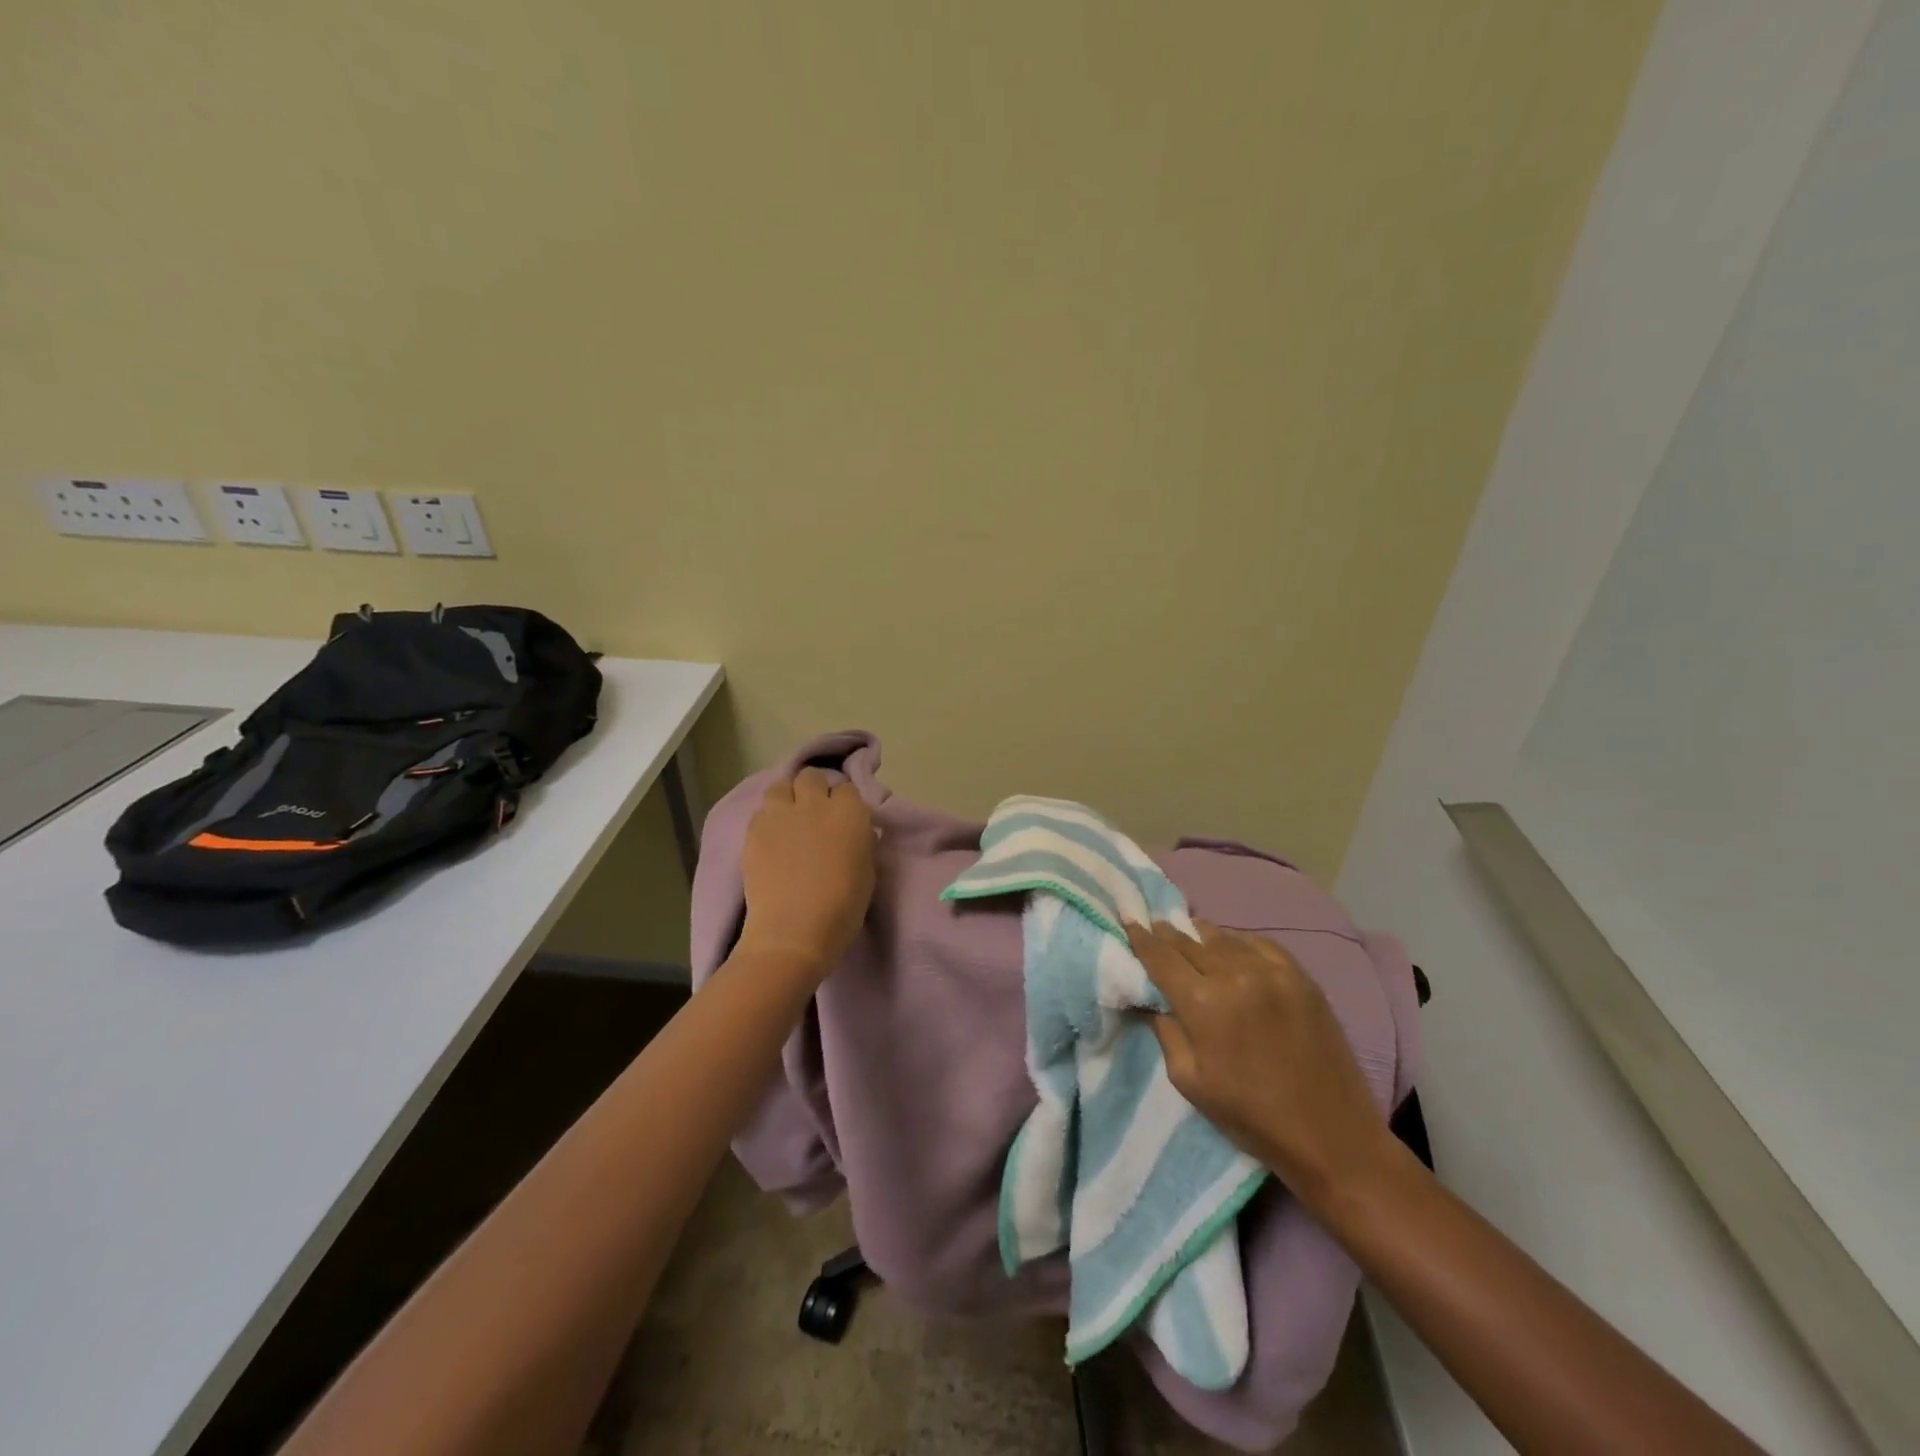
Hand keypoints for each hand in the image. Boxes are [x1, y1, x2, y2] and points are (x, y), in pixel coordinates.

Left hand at [738, 768, 876, 982]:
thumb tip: (858, 832)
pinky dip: (767, 819)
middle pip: (812, 777)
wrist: (794, 931)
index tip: (843, 819)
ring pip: (781, 785)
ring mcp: (780, 814)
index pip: (847, 788)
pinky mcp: (754, 830)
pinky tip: (771, 838)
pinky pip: (761, 811)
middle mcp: (814, 803)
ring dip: (787, 796)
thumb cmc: (842, 907)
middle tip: (815, 813)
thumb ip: (862, 842)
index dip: (844, 802)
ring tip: (789, 818)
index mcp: (849, 812)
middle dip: (814, 789)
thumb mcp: (867, 872)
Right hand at [1124, 920, 1398, 1211]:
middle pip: (1190, 942)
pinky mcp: (1301, 977)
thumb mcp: (1189, 1080)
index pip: (1161, 958)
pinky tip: (1232, 945)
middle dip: (1168, 934)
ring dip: (1201, 935)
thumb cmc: (1250, 1116)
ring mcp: (1272, 972)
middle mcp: (1235, 975)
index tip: (1129, 922)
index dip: (1141, 939)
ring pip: (1224, 938)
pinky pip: (1260, 944)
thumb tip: (1150, 999)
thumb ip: (1165, 1030)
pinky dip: (1239, 941)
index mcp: (1203, 1003)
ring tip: (1189, 932)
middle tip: (1155, 925)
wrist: (1331, 1136)